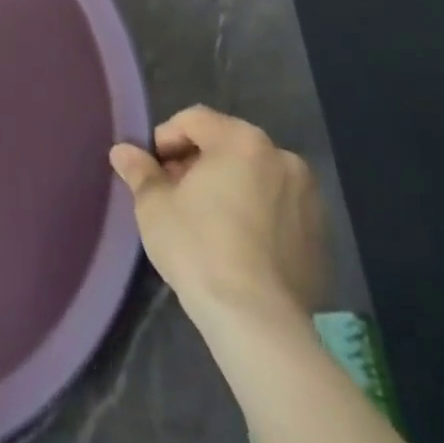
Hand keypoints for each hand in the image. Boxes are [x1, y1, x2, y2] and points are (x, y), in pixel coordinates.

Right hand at [110, 105, 326, 329]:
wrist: (258, 322)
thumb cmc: (198, 247)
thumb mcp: (154, 205)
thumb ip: (140, 171)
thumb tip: (122, 151)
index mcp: (242, 141)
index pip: (194, 120)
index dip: (166, 139)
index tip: (153, 171)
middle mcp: (283, 159)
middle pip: (228, 145)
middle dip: (198, 163)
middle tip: (175, 194)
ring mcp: (310, 199)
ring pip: (256, 177)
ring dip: (229, 187)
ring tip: (206, 221)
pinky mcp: (322, 237)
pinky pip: (278, 209)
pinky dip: (256, 214)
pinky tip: (237, 246)